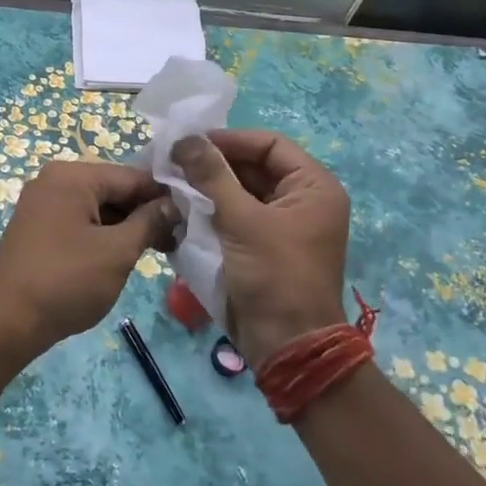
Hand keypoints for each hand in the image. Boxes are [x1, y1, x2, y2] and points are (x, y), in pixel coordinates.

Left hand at [0, 161, 177, 355]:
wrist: (6, 322)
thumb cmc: (66, 281)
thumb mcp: (117, 252)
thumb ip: (149, 223)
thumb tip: (172, 205)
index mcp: (73, 176)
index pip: (132, 176)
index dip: (164, 197)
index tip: (191, 220)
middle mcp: (54, 181)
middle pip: (113, 189)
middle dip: (145, 213)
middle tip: (176, 241)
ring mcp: (42, 204)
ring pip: (97, 207)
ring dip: (126, 227)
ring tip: (157, 251)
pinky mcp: (37, 228)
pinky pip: (79, 221)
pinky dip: (103, 235)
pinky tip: (123, 255)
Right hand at [171, 129, 349, 369]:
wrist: (287, 346)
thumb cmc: (274, 276)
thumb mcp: (241, 221)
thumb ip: (212, 176)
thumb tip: (186, 139)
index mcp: (313, 187)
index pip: (270, 145)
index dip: (230, 140)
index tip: (190, 143)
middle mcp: (302, 201)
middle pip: (254, 167)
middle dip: (214, 164)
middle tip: (173, 162)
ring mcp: (283, 226)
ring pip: (241, 192)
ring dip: (208, 187)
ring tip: (171, 182)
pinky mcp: (264, 247)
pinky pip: (236, 217)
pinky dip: (212, 211)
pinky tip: (181, 208)